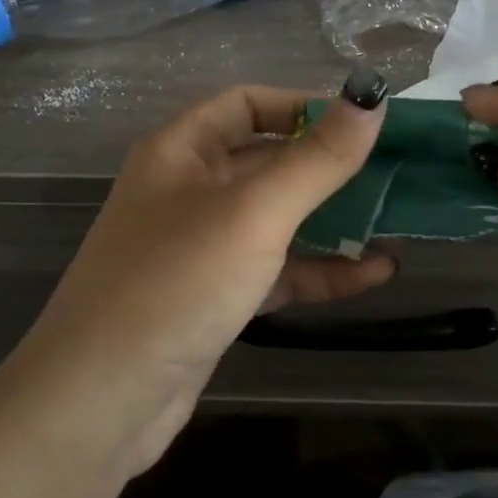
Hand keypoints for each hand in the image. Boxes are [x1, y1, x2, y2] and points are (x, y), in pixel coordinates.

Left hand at [22, 78, 393, 468]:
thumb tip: (371, 96)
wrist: (101, 401)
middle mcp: (188, 190)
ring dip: (331, 220)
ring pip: (275, 219)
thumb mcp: (254, 213)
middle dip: (328, 166)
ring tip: (395, 221)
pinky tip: (374, 273)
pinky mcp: (214, 297)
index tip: (363, 123)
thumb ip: (317, 158)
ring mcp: (200, 247)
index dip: (304, 105)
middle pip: (267, 161)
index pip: (248, 103)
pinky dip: (318, 269)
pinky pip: (274, 269)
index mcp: (181, 151)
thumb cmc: (177, 283)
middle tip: (394, 171)